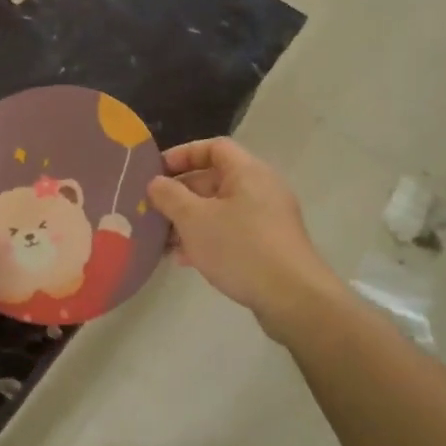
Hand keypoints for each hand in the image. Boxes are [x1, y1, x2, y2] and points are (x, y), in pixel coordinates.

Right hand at [147, 139, 339, 322]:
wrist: (292, 298)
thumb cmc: (240, 248)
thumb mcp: (194, 219)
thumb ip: (170, 196)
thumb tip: (156, 183)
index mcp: (247, 172)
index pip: (213, 147)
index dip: (183, 155)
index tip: (156, 172)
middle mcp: (261, 189)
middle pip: (214, 180)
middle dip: (180, 195)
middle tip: (152, 210)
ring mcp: (267, 219)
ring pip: (220, 210)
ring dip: (189, 221)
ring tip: (162, 240)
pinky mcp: (269, 246)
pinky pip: (231, 232)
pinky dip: (207, 239)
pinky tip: (185, 260)